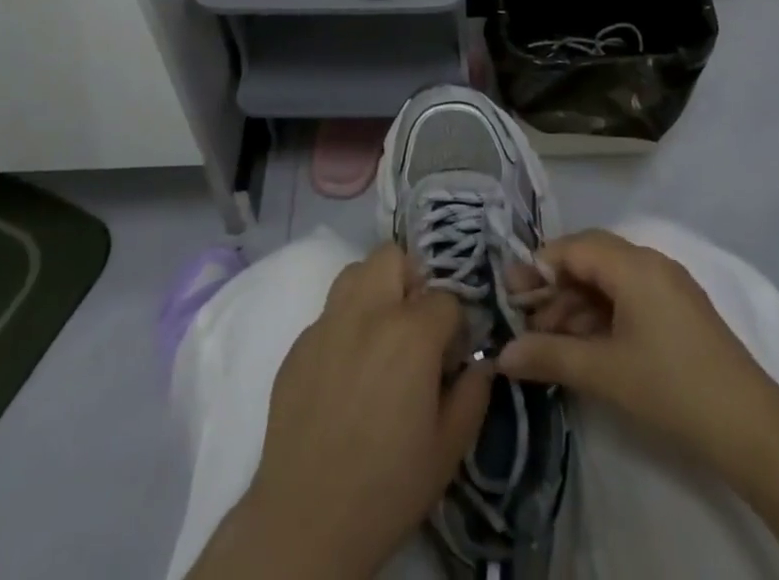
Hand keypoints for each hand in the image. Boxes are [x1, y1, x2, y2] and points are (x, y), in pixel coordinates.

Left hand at [228, 244, 492, 578]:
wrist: (306, 522)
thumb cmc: (388, 487)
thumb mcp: (449, 448)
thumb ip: (473, 393)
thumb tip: (481, 363)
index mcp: (411, 332)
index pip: (447, 298)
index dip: (455, 326)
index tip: (452, 357)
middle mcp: (368, 312)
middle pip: (393, 257)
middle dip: (412, 280)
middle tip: (416, 326)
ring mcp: (326, 323)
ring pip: (355, 272)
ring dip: (375, 290)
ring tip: (381, 335)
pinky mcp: (297, 344)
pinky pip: (328, 313)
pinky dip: (345, 325)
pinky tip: (347, 370)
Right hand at [498, 229, 773, 463]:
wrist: (751, 428)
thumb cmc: (671, 388)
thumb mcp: (604, 372)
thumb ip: (549, 356)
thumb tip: (502, 354)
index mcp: (633, 265)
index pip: (573, 248)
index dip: (539, 267)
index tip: (510, 293)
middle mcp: (650, 262)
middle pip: (590, 259)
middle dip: (555, 286)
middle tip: (525, 318)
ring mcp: (668, 285)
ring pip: (609, 280)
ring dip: (576, 304)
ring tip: (549, 340)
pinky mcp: (678, 310)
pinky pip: (629, 297)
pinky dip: (602, 314)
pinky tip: (584, 345)